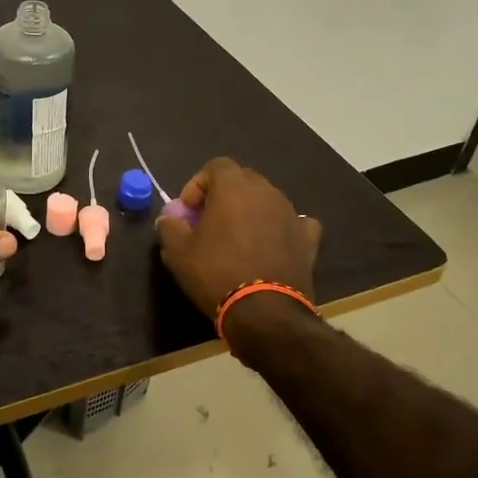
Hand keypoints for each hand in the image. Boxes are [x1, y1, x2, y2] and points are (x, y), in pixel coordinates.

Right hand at [155, 158, 320, 317]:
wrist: (265, 312)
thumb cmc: (216, 273)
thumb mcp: (177, 252)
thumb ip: (169, 227)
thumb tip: (169, 218)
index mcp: (233, 187)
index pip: (216, 166)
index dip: (198, 184)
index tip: (189, 211)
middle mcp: (266, 191)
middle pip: (243, 180)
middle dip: (224, 195)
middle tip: (210, 222)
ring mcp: (291, 213)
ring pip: (267, 200)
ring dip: (251, 211)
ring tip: (238, 239)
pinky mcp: (309, 238)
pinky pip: (293, 223)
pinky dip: (280, 229)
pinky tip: (271, 246)